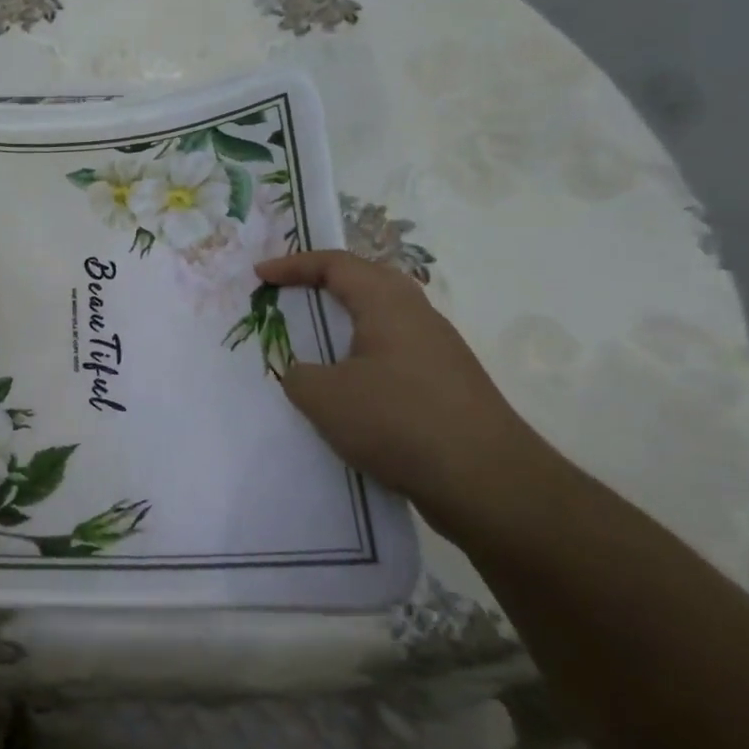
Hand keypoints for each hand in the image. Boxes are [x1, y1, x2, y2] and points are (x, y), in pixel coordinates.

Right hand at [254, 249, 553, 535]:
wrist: (488, 484)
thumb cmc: (399, 421)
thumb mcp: (325, 397)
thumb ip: (299, 376)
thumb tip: (303, 373)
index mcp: (388, 303)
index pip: (335, 264)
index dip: (293, 265)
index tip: (259, 278)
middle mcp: (418, 316)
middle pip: (365, 282)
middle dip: (322, 284)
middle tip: (288, 296)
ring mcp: (438, 352)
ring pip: (381, 321)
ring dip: (343, 325)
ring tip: (313, 344)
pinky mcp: (447, 386)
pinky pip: (393, 355)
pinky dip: (361, 358)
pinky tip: (348, 392)